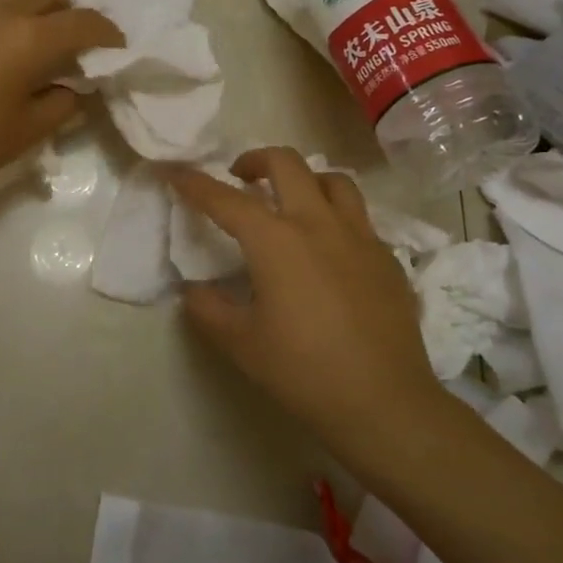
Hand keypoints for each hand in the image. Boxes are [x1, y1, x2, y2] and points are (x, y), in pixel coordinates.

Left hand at [0, 0, 122, 203]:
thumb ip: (62, 103)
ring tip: (26, 39)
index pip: (84, 22)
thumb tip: (73, 87)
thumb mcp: (28, 132)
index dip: (107, 32)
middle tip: (70, 39)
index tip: (115, 45)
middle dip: (68, 8)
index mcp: (30, 38)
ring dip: (27, 8)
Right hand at [168, 147, 445, 456]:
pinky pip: (358, 217)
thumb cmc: (303, 371)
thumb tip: (195, 290)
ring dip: (304, 179)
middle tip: (240, 179)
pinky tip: (328, 248)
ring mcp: (359, 237)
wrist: (384, 402)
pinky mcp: (387, 257)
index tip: (175, 172)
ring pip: (333, 180)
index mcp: (275, 241)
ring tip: (290, 202)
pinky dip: (335, 215)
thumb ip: (208, 309)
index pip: (225, 199)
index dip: (194, 182)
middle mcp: (318, 224)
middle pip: (286, 163)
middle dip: (255, 160)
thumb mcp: (240, 343)